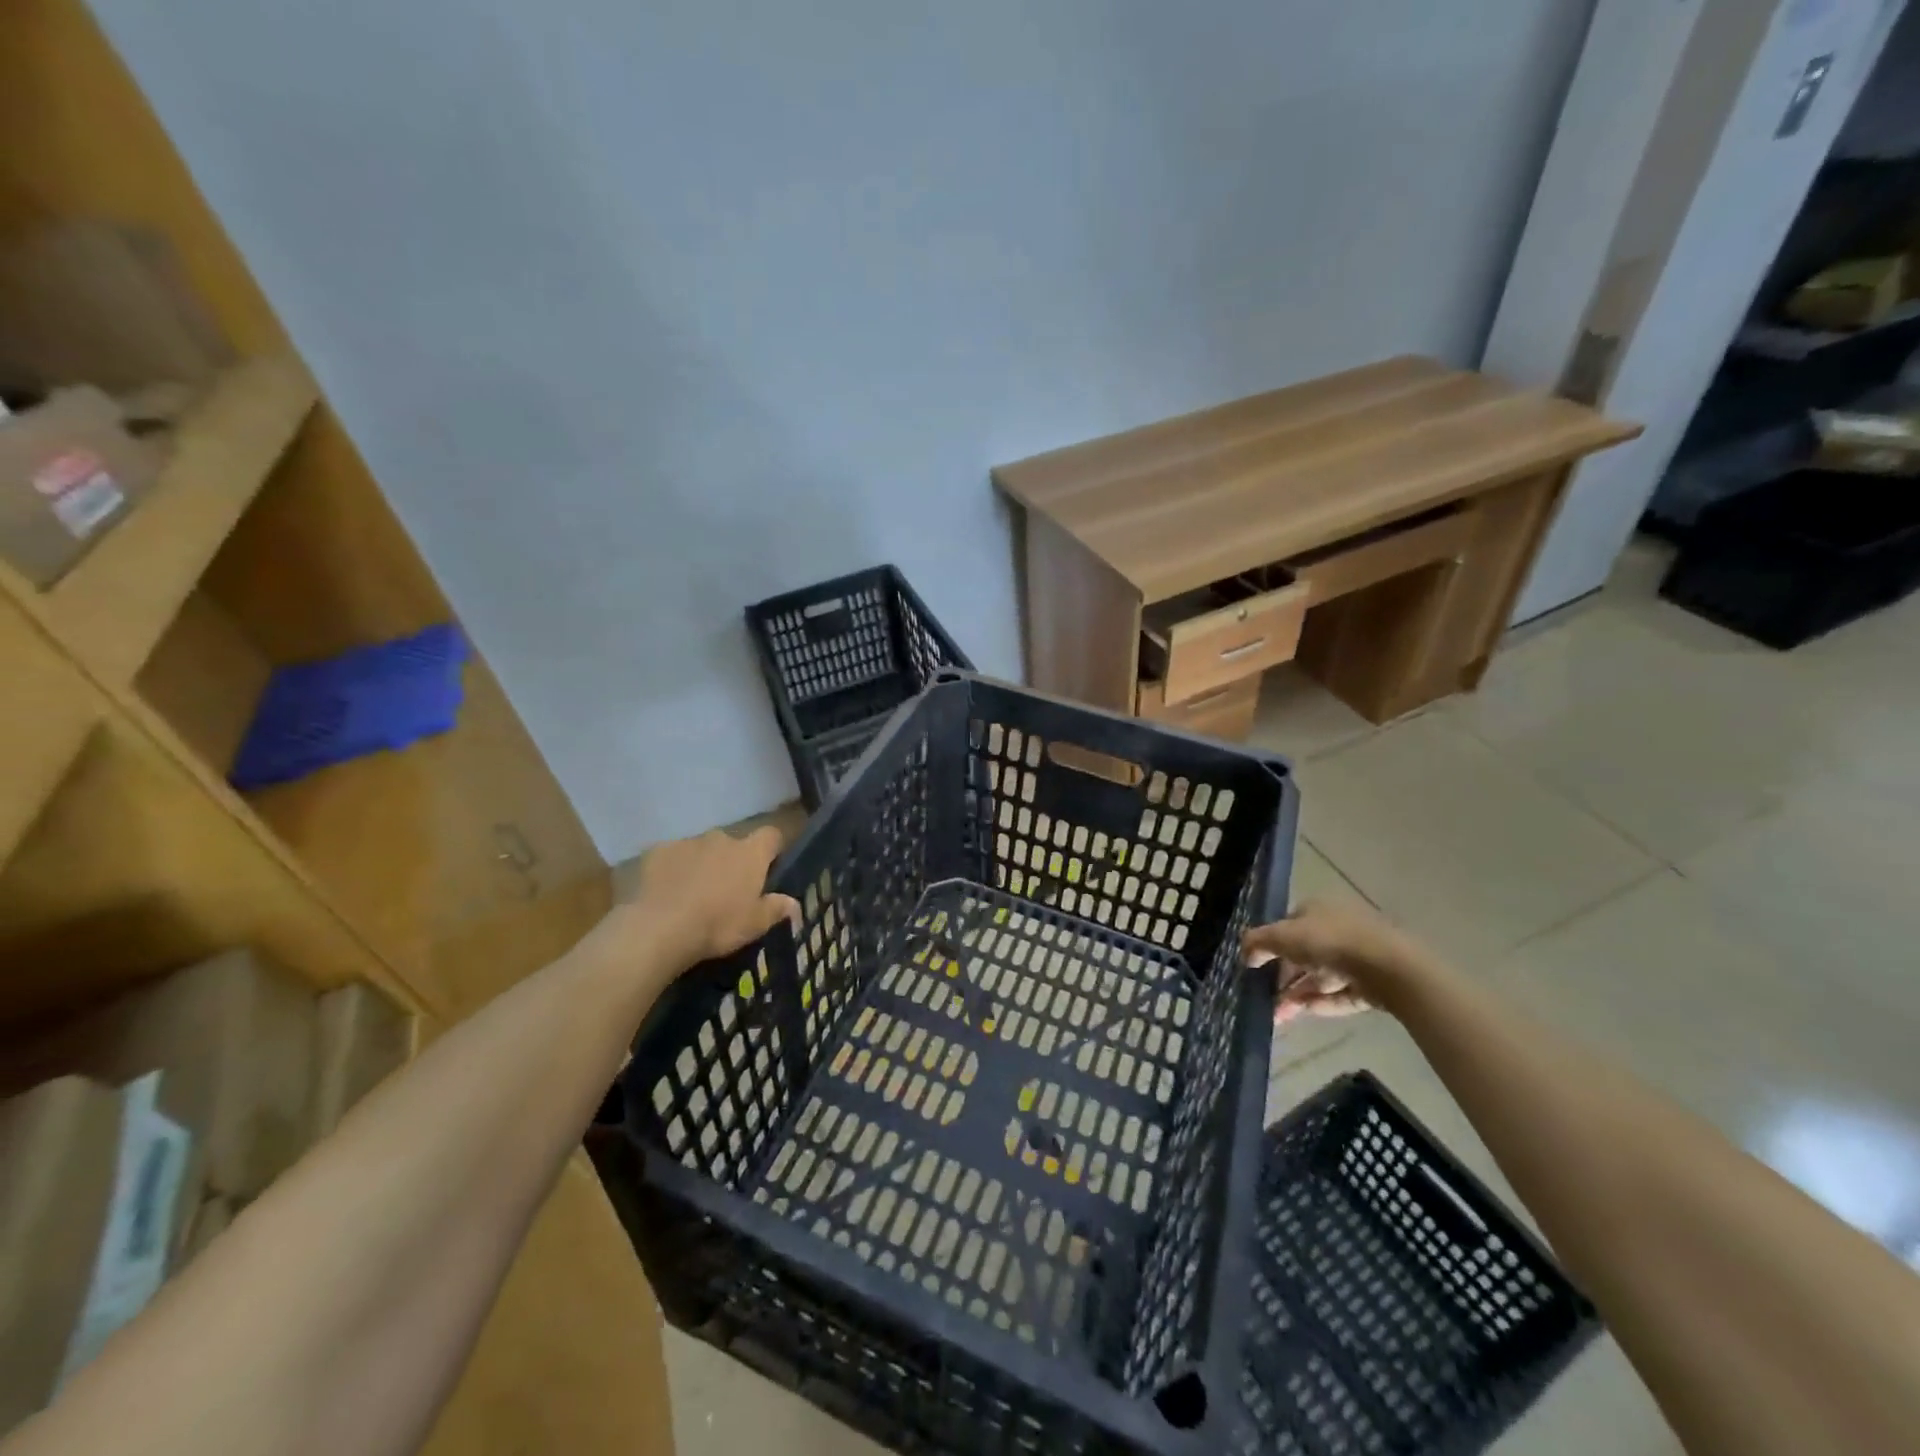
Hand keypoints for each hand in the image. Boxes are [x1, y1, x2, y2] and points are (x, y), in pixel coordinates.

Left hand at [625, 826, 800, 969]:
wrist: (659, 928)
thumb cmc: (717, 925)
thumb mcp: (755, 925)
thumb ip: (776, 909)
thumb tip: (795, 904)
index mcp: (750, 853)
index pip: (771, 835)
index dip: (772, 848)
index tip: (769, 865)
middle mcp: (721, 839)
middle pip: (733, 843)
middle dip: (731, 860)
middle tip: (726, 890)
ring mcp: (687, 842)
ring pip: (701, 849)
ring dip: (701, 864)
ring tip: (691, 894)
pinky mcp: (657, 851)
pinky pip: (670, 856)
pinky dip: (672, 869)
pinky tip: (665, 892)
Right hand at [1242, 900, 1432, 1024]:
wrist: (1389, 968)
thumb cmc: (1330, 941)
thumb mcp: (1283, 936)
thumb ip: (1258, 942)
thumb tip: (1244, 953)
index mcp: (1318, 909)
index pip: (1288, 926)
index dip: (1271, 945)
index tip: (1257, 967)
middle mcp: (1338, 928)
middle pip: (1304, 954)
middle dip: (1283, 977)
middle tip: (1265, 998)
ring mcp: (1358, 957)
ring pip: (1321, 977)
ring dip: (1298, 994)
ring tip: (1279, 1016)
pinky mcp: (1372, 984)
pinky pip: (1340, 994)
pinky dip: (1322, 1003)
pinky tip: (1305, 1013)